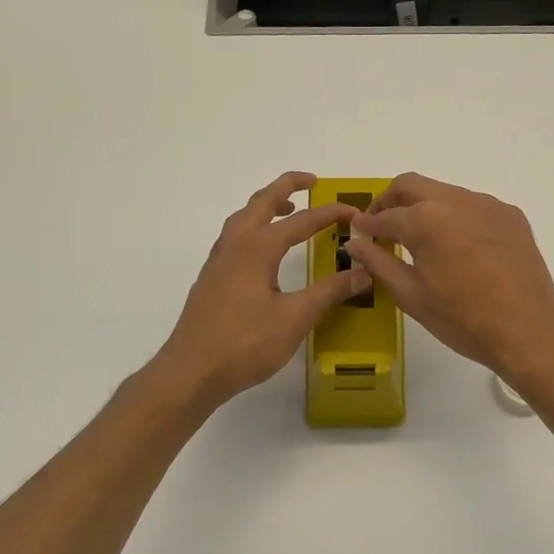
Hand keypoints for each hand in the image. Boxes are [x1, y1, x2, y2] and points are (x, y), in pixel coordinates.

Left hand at [154, 173, 370, 406]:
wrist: (191, 371)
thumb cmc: (245, 344)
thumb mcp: (295, 318)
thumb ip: (330, 292)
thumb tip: (363, 272)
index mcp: (258, 247)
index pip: (302, 221)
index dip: (331, 214)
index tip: (356, 212)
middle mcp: (235, 244)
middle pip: (262, 202)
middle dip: (288, 186)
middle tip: (313, 182)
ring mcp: (219, 260)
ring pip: (244, 217)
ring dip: (268, 206)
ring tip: (290, 209)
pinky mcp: (212, 277)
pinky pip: (236, 235)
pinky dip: (255, 225)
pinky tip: (265, 248)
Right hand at [345, 173, 553, 379]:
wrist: (528, 330)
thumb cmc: (462, 319)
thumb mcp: (411, 295)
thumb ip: (379, 262)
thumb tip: (355, 243)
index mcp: (425, 220)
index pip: (385, 216)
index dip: (367, 224)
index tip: (358, 230)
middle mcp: (455, 200)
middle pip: (412, 185)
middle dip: (391, 201)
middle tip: (382, 224)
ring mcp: (487, 204)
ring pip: (445, 193)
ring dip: (425, 207)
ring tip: (422, 238)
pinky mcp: (511, 215)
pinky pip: (474, 206)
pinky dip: (457, 217)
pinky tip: (460, 247)